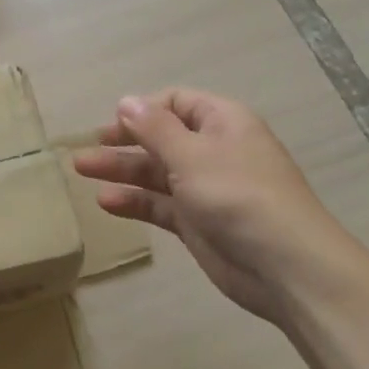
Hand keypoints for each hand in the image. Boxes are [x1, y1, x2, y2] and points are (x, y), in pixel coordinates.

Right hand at [74, 90, 358, 325]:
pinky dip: (135, 201)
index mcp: (222, 122)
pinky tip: (106, 202)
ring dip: (121, 170)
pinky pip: (160, 205)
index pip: (176, 102)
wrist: (287, 268)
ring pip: (156, 172)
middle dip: (123, 141)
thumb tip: (126, 101)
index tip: (111, 123)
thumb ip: (154, 128)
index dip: (143, 110)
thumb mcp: (192, 154)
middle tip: (86, 148)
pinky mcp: (198, 223)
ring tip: (81, 171)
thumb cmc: (238, 196)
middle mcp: (213, 150)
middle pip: (161, 138)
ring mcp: (205, 188)